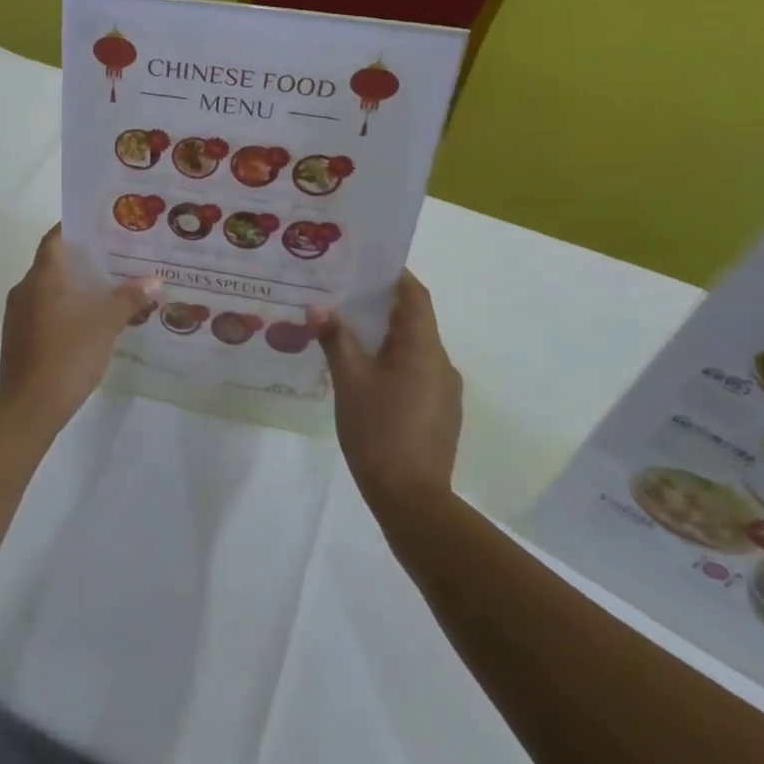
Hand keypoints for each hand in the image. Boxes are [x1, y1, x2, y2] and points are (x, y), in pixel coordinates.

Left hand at [0, 225, 157, 433]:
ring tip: (110, 291)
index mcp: (43, 276)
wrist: (28, 407)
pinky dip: (66, 309)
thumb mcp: (105, 324)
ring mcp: (18, 314)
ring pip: (50, 289)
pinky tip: (90, 323)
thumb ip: (129, 298)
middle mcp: (26, 288)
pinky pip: (45, 311)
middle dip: (85, 260)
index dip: (78, 228)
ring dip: (76, 288)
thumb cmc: (67, 354)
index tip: (104, 227)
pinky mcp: (19, 337)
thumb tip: (154, 281)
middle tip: (118, 260)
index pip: (57, 237)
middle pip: (56, 262)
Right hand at [310, 271, 462, 525]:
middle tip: (345, 295)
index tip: (367, 264)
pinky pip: (417, 371)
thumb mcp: (348, 380)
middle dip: (383, 305)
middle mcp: (441, 362)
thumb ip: (335, 339)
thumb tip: (318, 307)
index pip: (415, 295)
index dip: (395, 275)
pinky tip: (366, 374)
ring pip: (415, 348)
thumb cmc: (378, 431)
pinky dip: (394, 361)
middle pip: (415, 319)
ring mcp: (444, 390)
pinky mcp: (440, 413)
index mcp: (422, 347)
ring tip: (349, 333)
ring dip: (387, 335)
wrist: (412, 500)